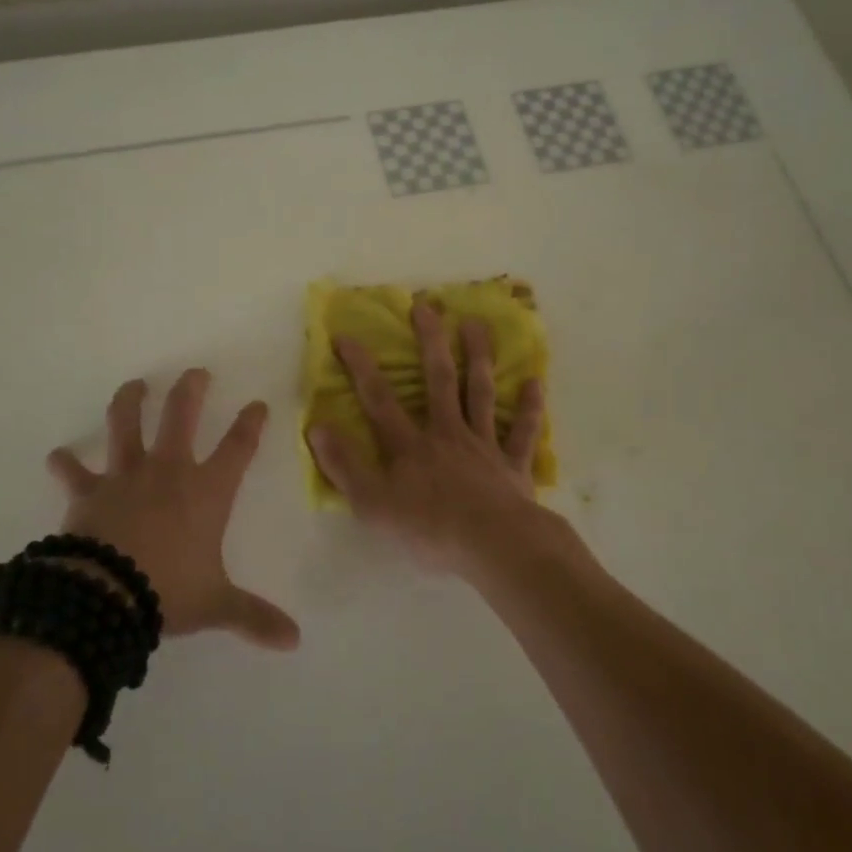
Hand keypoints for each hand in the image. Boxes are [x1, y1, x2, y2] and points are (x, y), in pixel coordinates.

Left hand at [47, 370, 300, 650]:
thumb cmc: (169, 591)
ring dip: (129, 401)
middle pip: (181, 415)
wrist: (106, 595)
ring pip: (125, 424)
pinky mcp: (88, 491)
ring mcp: (125, 475)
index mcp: (207, 491)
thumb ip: (254, 617)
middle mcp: (168, 471)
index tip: (257, 404)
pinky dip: (64, 464)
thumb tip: (295, 641)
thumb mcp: (217, 604)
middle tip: (195, 373)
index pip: (238, 447)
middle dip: (191, 389)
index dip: (250, 423)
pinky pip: (73, 472)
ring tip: (134, 385)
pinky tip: (56, 456)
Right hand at [307, 303, 547, 573]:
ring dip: (478, 357)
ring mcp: (483, 445)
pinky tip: (534, 382)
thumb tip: (317, 427)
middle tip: (426, 306)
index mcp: (410, 445)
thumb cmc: (428, 529)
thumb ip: (344, 466)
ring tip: (476, 324)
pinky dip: (528, 407)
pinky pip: (521, 431)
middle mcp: (446, 433)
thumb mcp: (372, 504)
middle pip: (438, 380)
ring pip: (479, 393)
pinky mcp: (513, 464)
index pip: (379, 398)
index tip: (346, 335)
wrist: (493, 546)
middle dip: (430, 341)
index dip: (360, 366)